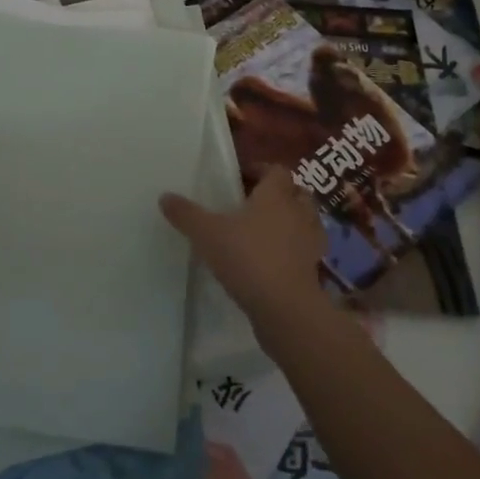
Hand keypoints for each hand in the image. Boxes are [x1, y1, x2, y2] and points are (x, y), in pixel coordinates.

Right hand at [160, 168, 331, 333]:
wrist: (285, 308)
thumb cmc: (247, 258)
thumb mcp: (207, 233)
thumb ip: (186, 214)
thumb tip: (165, 196)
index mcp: (276, 195)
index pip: (277, 170)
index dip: (262, 170)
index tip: (241, 178)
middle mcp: (298, 213)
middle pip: (297, 193)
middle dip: (280, 194)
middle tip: (253, 203)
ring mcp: (310, 242)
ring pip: (305, 221)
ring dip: (290, 222)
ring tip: (264, 232)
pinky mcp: (314, 270)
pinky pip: (305, 250)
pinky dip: (293, 251)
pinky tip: (273, 260)